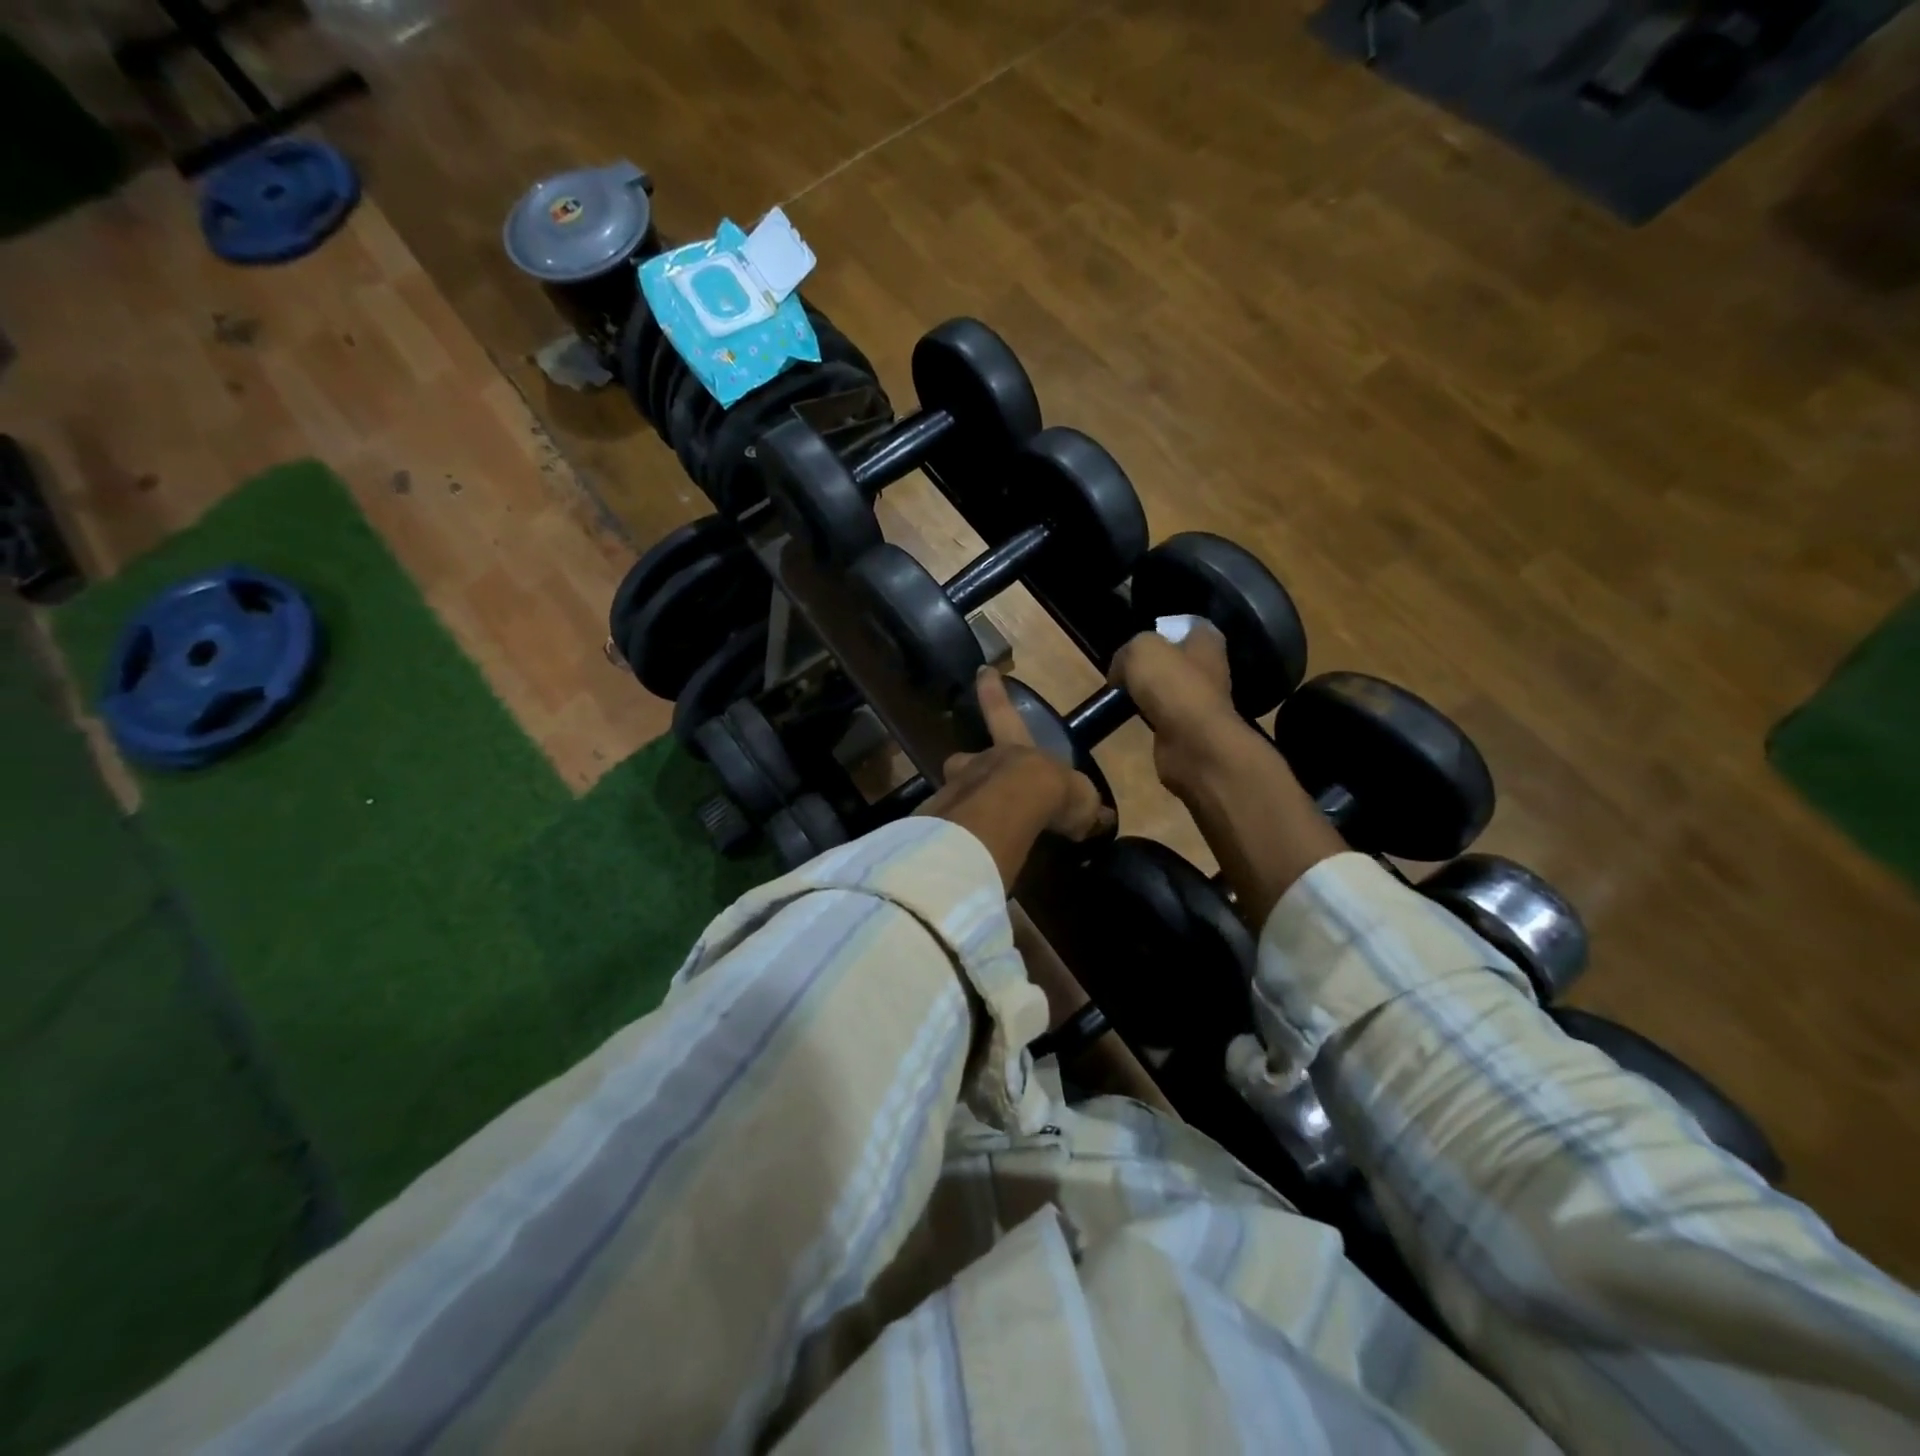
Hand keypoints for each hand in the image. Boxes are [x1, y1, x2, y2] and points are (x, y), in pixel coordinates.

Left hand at [922, 669, 1113, 842]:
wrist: (1015, 807)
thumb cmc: (1050, 790)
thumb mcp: (1080, 797)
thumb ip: (1084, 807)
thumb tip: (1099, 817)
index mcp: (1016, 748)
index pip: (1003, 712)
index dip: (994, 692)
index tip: (982, 670)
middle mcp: (983, 762)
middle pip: (967, 758)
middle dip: (967, 764)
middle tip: (966, 775)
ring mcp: (959, 788)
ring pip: (954, 790)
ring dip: (961, 803)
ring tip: (969, 826)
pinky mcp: (944, 818)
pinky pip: (948, 824)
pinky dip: (955, 835)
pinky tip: (963, 850)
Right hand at [1108, 622, 1247, 795]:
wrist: (1192, 742)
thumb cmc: (1172, 685)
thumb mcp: (1140, 650)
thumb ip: (1126, 653)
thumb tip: (1119, 673)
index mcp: (1206, 642)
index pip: (1188, 626)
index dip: (1163, 630)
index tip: (1138, 641)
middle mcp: (1209, 669)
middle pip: (1175, 660)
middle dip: (1151, 665)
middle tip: (1122, 670)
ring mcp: (1200, 701)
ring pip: (1168, 689)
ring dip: (1148, 693)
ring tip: (1122, 696)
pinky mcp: (1189, 729)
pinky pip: (1163, 716)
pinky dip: (1149, 717)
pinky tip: (1133, 719)